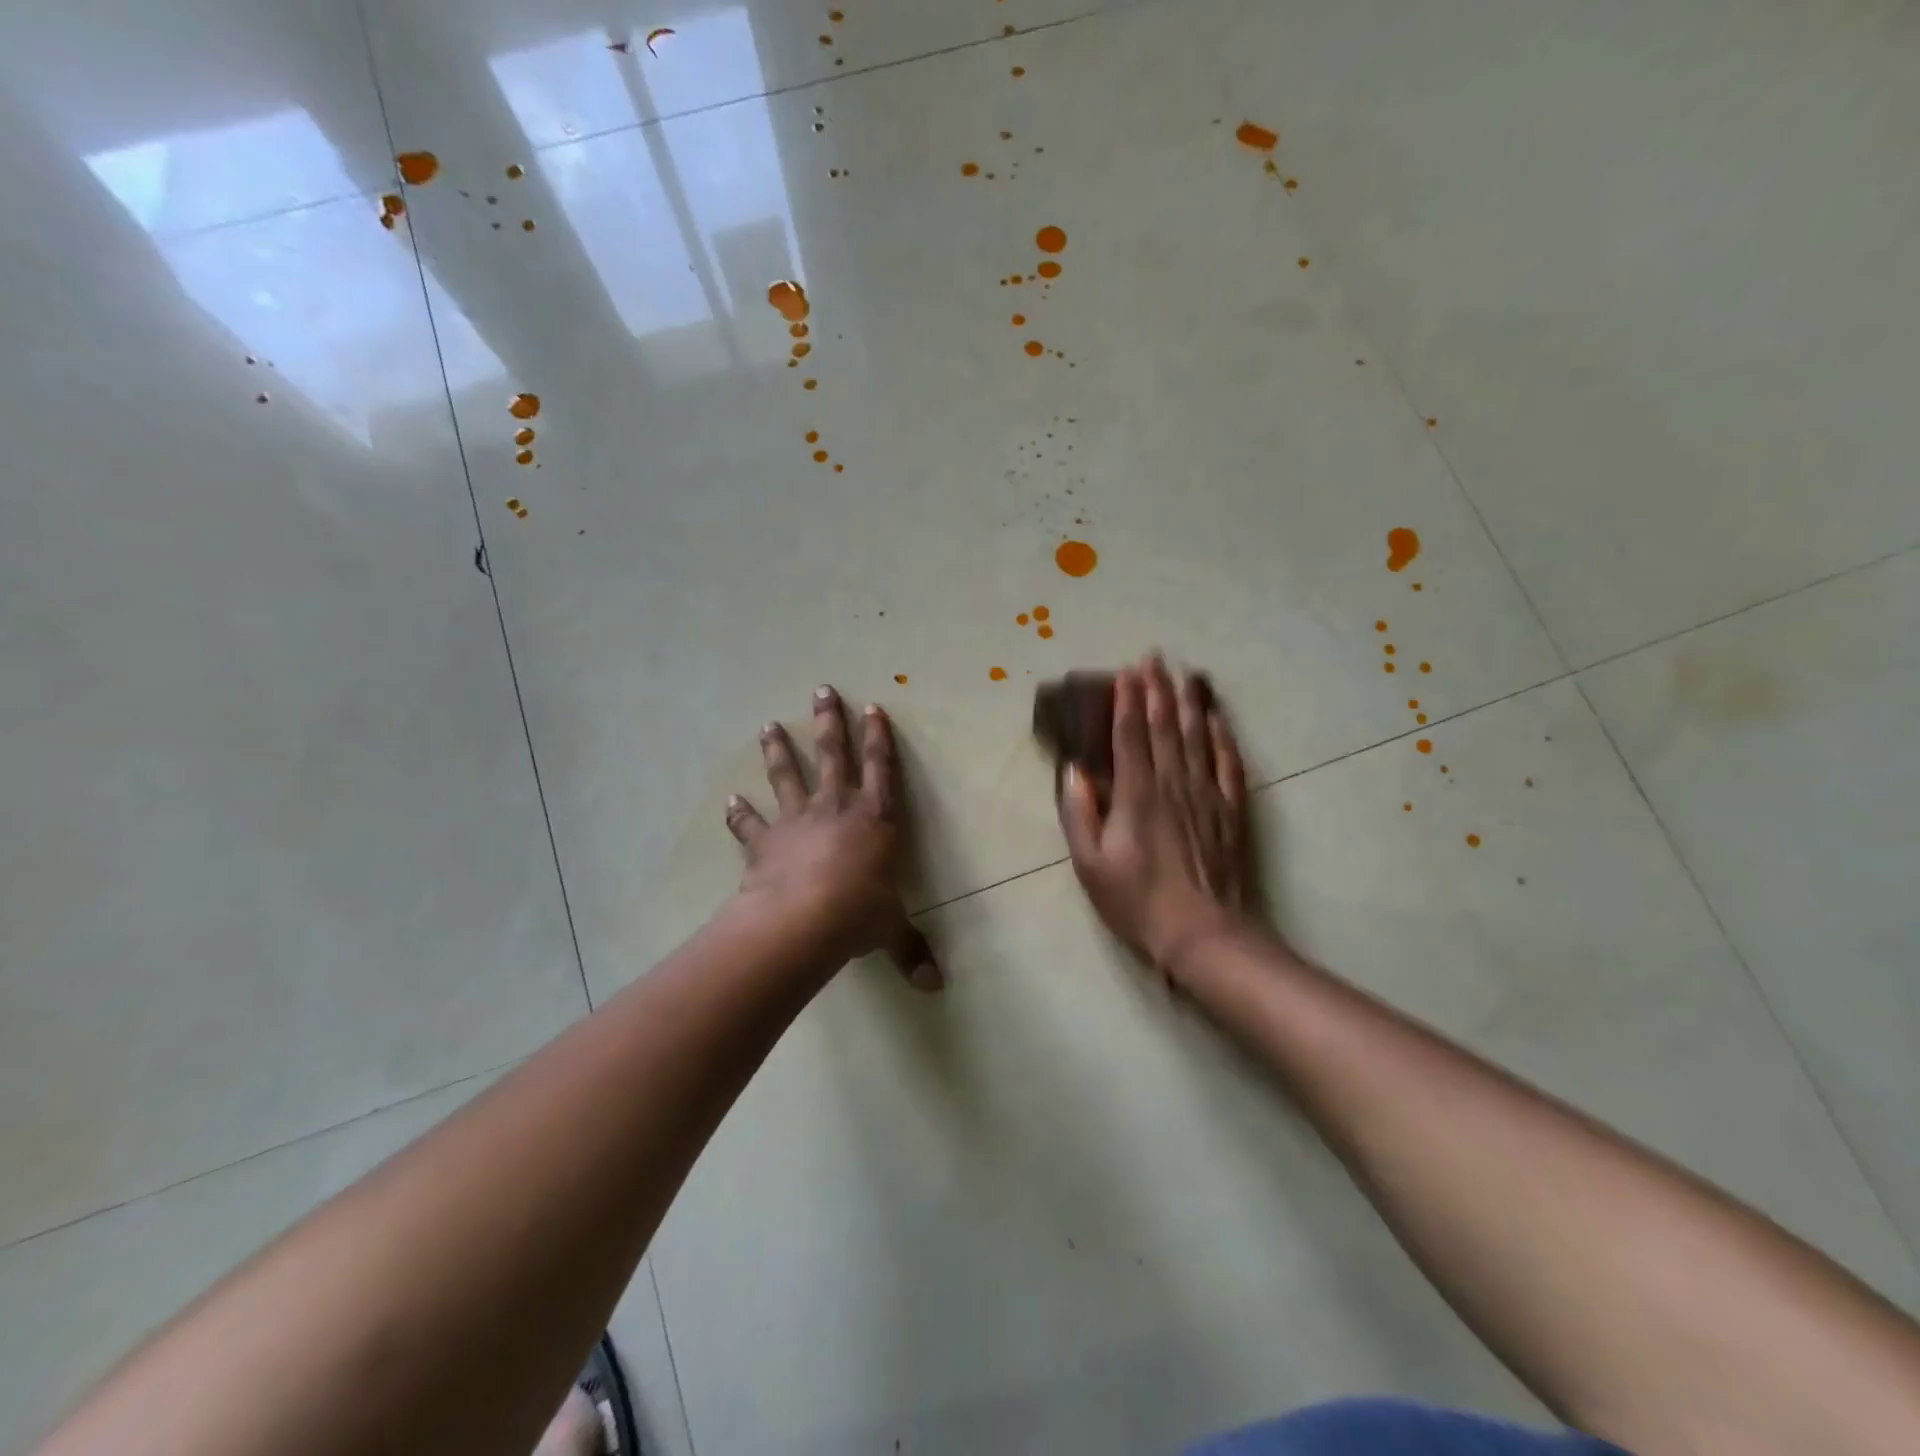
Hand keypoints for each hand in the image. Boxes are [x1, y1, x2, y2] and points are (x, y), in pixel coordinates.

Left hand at [725, 685, 941, 991]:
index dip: (879, 738)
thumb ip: (911, 951)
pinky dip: (740, 813)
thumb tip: (936, 987)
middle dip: (829, 722)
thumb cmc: (858, 914)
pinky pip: (750, 824)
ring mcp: (797, 821)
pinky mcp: (766, 841)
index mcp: (875, 820)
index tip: (873, 708)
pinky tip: (730, 800)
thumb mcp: (891, 930)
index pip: (881, 769)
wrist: (803, 920)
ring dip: (778, 750)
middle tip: (821, 690)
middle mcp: (836, 809)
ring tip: (768, 726)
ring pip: (787, 775)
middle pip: (833, 755)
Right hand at [1058, 657, 1255, 975]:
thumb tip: (1073, 770)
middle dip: (1158, 689)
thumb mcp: (1090, 864)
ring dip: (1189, 702)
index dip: (1127, 701)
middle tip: (1155, 657)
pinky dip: (1223, 737)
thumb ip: (1079, 814)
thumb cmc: (1137, 901)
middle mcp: (1172, 784)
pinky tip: (1218, 719)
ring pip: (1197, 737)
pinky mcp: (1230, 811)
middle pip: (1165, 726)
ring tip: (1185, 674)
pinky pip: (1228, 764)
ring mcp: (1206, 795)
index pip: (1130, 736)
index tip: (1126, 672)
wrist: (1202, 934)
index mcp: (1135, 795)